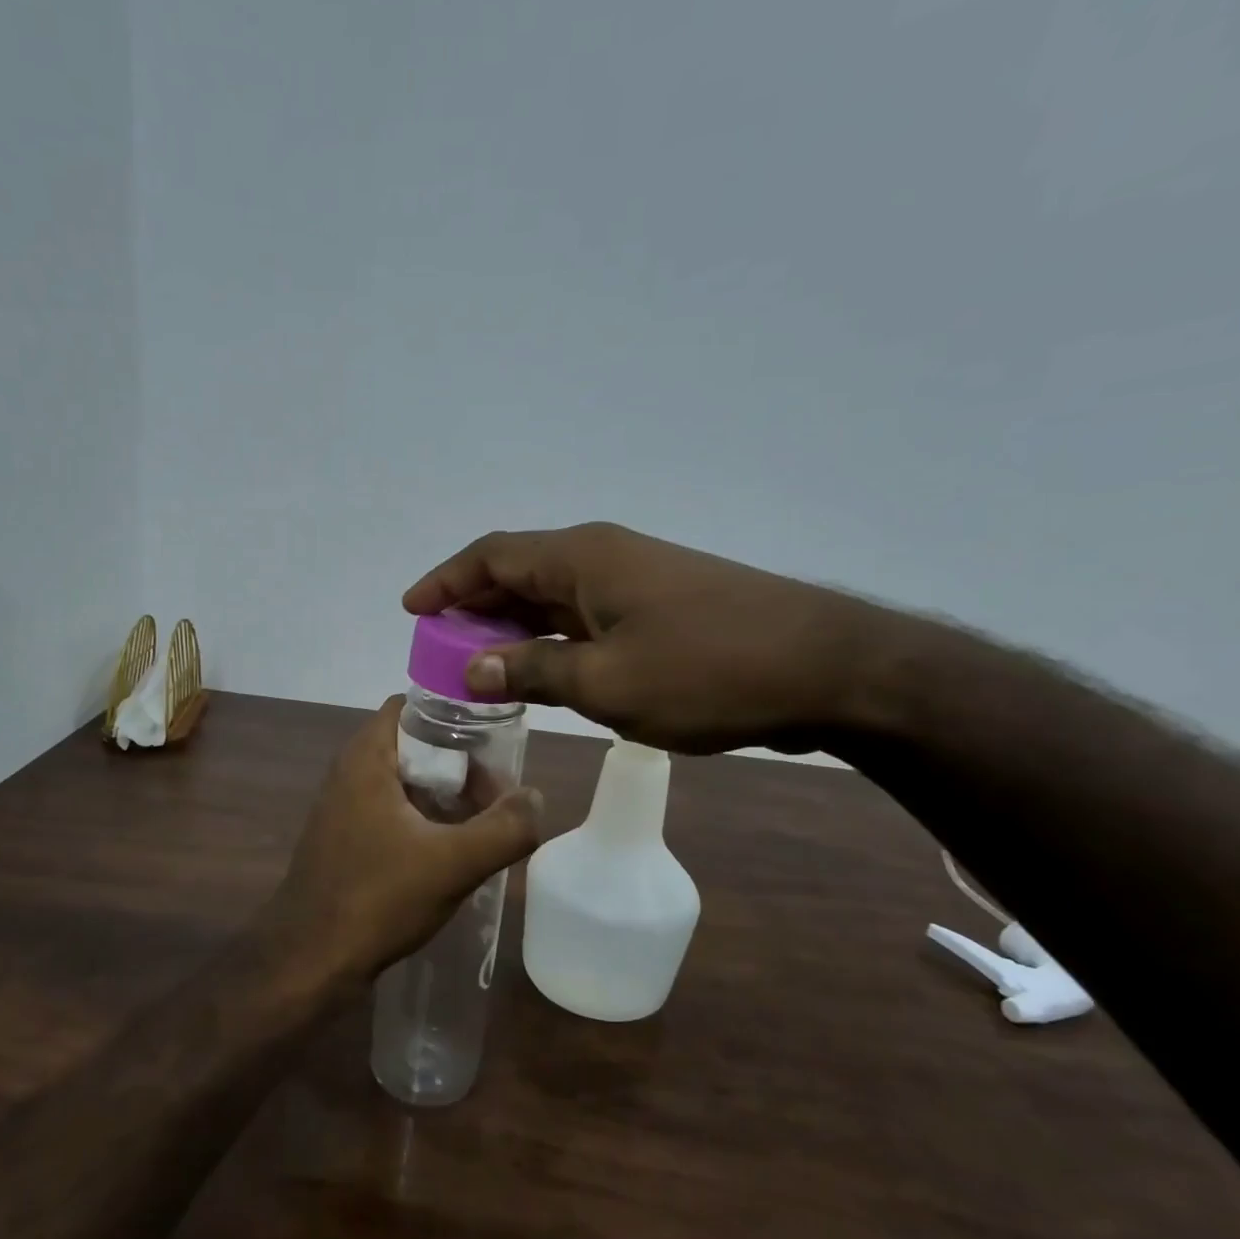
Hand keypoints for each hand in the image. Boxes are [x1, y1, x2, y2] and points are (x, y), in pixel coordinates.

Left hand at [269, 696, 542, 979]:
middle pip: (415, 744)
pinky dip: (425, 819)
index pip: (413, 705)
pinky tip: (453, 849)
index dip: (455, 713)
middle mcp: (350, 772)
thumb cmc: (377, 899)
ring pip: (406, 782)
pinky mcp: (347, 840)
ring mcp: (345, 808)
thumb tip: (534, 798)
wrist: (309, 961)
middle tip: (498, 790)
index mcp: (367, 758)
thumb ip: (504, 828)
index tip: (494, 737)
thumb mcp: (453, 863)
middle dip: (460, 762)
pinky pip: (394, 812)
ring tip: (486, 821)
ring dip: (446, 794)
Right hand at [402, 522, 894, 755]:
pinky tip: (542, 674)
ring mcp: (636, 582)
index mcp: (583, 558)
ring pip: (553, 599)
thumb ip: (533, 671)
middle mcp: (604, 557)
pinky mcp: (661, 610)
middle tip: (439, 651)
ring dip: (513, 629)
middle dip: (474, 610)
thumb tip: (474, 669)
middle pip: (519, 573)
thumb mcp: (606, 682)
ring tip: (478, 668)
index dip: (446, 582)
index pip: (492, 556)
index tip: (412, 610)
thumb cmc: (707, 671)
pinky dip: (553, 642)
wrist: (826, 669)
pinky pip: (585, 619)